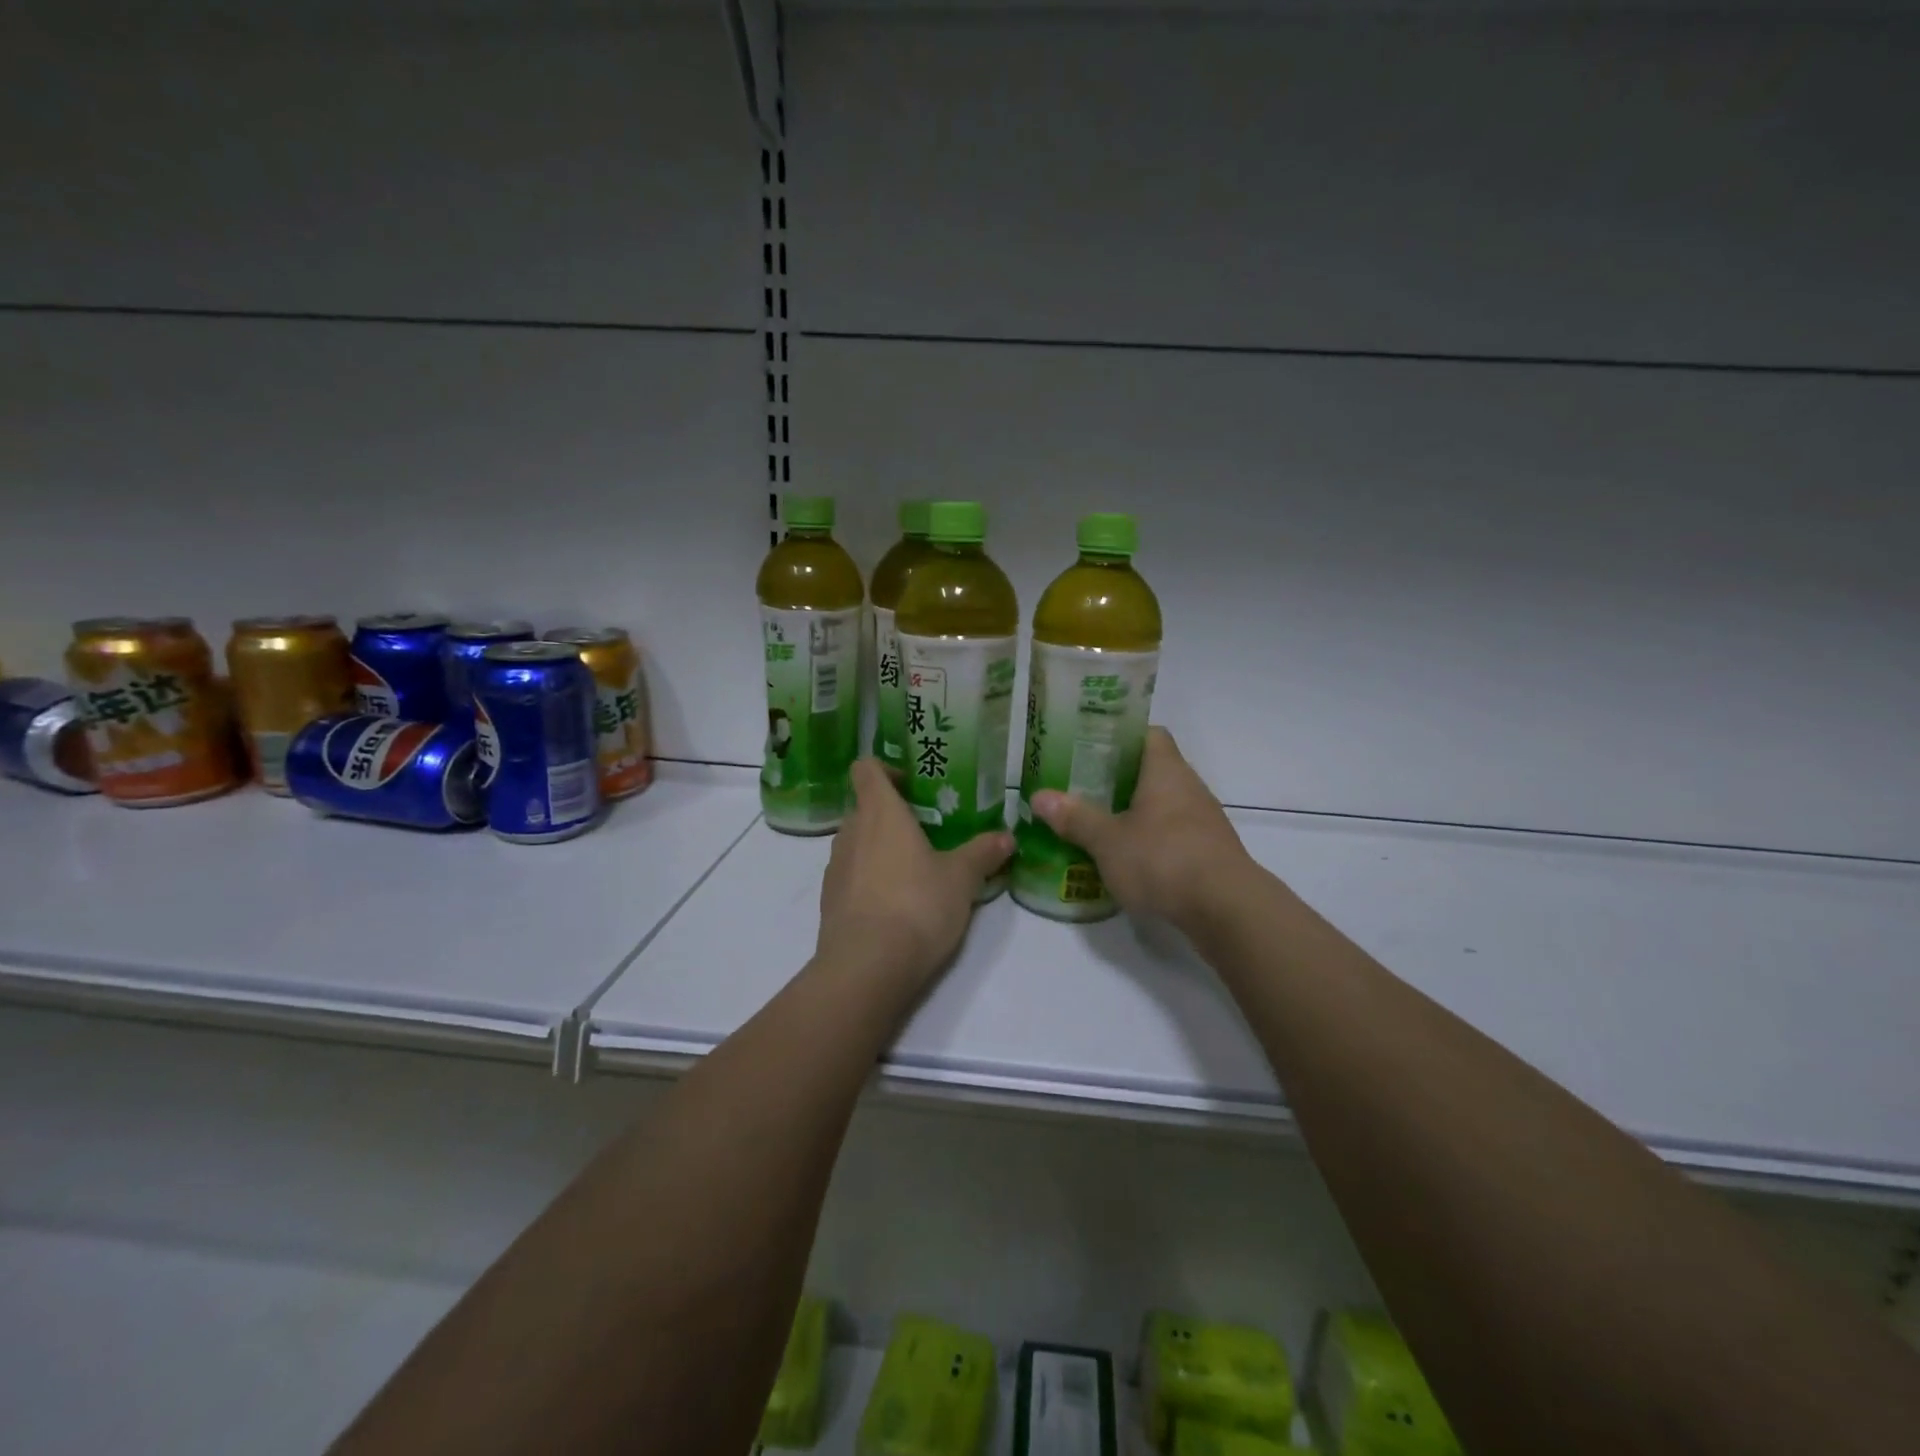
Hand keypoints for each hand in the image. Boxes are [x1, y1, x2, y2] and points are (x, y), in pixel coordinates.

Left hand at [816, 759, 1013, 983]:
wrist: (867, 967)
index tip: (912, 786)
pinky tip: (896, 904)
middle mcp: (851, 831)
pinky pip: (851, 875)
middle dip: (892, 814)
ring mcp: (835, 867)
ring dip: (880, 847)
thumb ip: (983, 853)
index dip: (886, 769)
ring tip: (915, 870)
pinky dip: (869, 879)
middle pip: (864, 806)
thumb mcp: (962, 878)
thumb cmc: (917, 905)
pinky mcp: (830, 900)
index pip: (867, 768)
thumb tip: (1007, 837)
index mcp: (880, 812)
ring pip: (857, 842)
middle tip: (927, 831)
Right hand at [1031, 727, 1251, 932]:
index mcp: (1166, 771)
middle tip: (1082, 787)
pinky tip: (1128, 858)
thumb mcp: (1108, 840)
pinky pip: (1174, 834)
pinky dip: (1151, 840)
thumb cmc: (1163, 859)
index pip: (1148, 734)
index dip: (1120, 736)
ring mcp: (1204, 821)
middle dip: (1118, 778)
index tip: (1090, 747)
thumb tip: (1039, 796)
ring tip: (1099, 823)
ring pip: (1163, 804)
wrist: (1226, 909)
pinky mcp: (1209, 852)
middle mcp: (1189, 787)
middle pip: (1153, 770)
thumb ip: (1075, 818)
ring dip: (1135, 811)